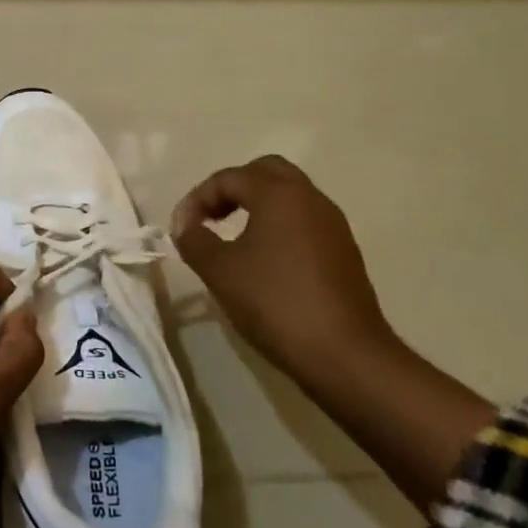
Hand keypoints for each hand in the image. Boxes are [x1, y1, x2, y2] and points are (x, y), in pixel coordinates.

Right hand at [169, 155, 392, 382]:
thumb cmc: (275, 302)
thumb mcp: (219, 270)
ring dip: (257, 206)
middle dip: (232, 189)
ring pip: (289, 196)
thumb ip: (194, 239)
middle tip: (211, 217)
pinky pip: (303, 221)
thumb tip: (185, 226)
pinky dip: (278, 225)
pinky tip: (264, 260)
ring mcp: (332, 225)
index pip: (228, 178)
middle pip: (265, 172)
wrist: (346, 355)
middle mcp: (310, 199)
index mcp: (279, 194)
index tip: (181, 229)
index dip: (197, 199)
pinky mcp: (344, 252)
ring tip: (232, 237)